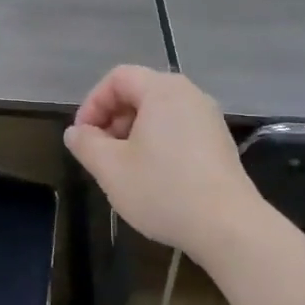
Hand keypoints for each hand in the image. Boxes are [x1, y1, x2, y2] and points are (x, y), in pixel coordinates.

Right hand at [64, 65, 261, 259]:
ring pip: (158, 114)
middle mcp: (190, 95)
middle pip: (139, 92)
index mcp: (163, 90)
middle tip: (99, 153)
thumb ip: (86, 144)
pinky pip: (178, 130)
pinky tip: (152, 178)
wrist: (229, 227)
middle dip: (112, 119)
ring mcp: (209, 119)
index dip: (93, 103)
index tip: (82, 136)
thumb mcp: (110, 168)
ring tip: (122, 168)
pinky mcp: (219, 143)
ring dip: (132, 134)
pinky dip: (156, 144)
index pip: (118, 78)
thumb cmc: (163, 190)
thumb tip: (76, 132)